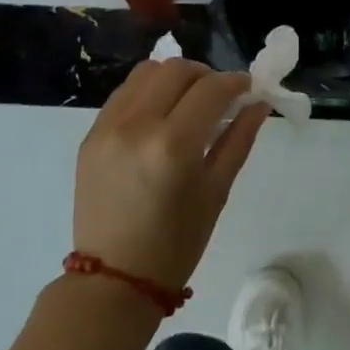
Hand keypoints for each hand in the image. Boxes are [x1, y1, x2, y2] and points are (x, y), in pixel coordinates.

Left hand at [74, 58, 268, 290]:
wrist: (113, 279)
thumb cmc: (175, 243)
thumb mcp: (216, 192)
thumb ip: (239, 139)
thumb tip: (259, 103)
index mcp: (173, 145)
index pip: (211, 89)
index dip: (236, 82)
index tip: (248, 88)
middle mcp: (136, 125)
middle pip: (177, 70)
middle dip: (206, 75)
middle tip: (220, 96)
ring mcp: (107, 127)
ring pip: (147, 72)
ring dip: (174, 77)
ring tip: (188, 101)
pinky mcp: (90, 135)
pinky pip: (124, 94)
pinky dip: (148, 91)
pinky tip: (160, 114)